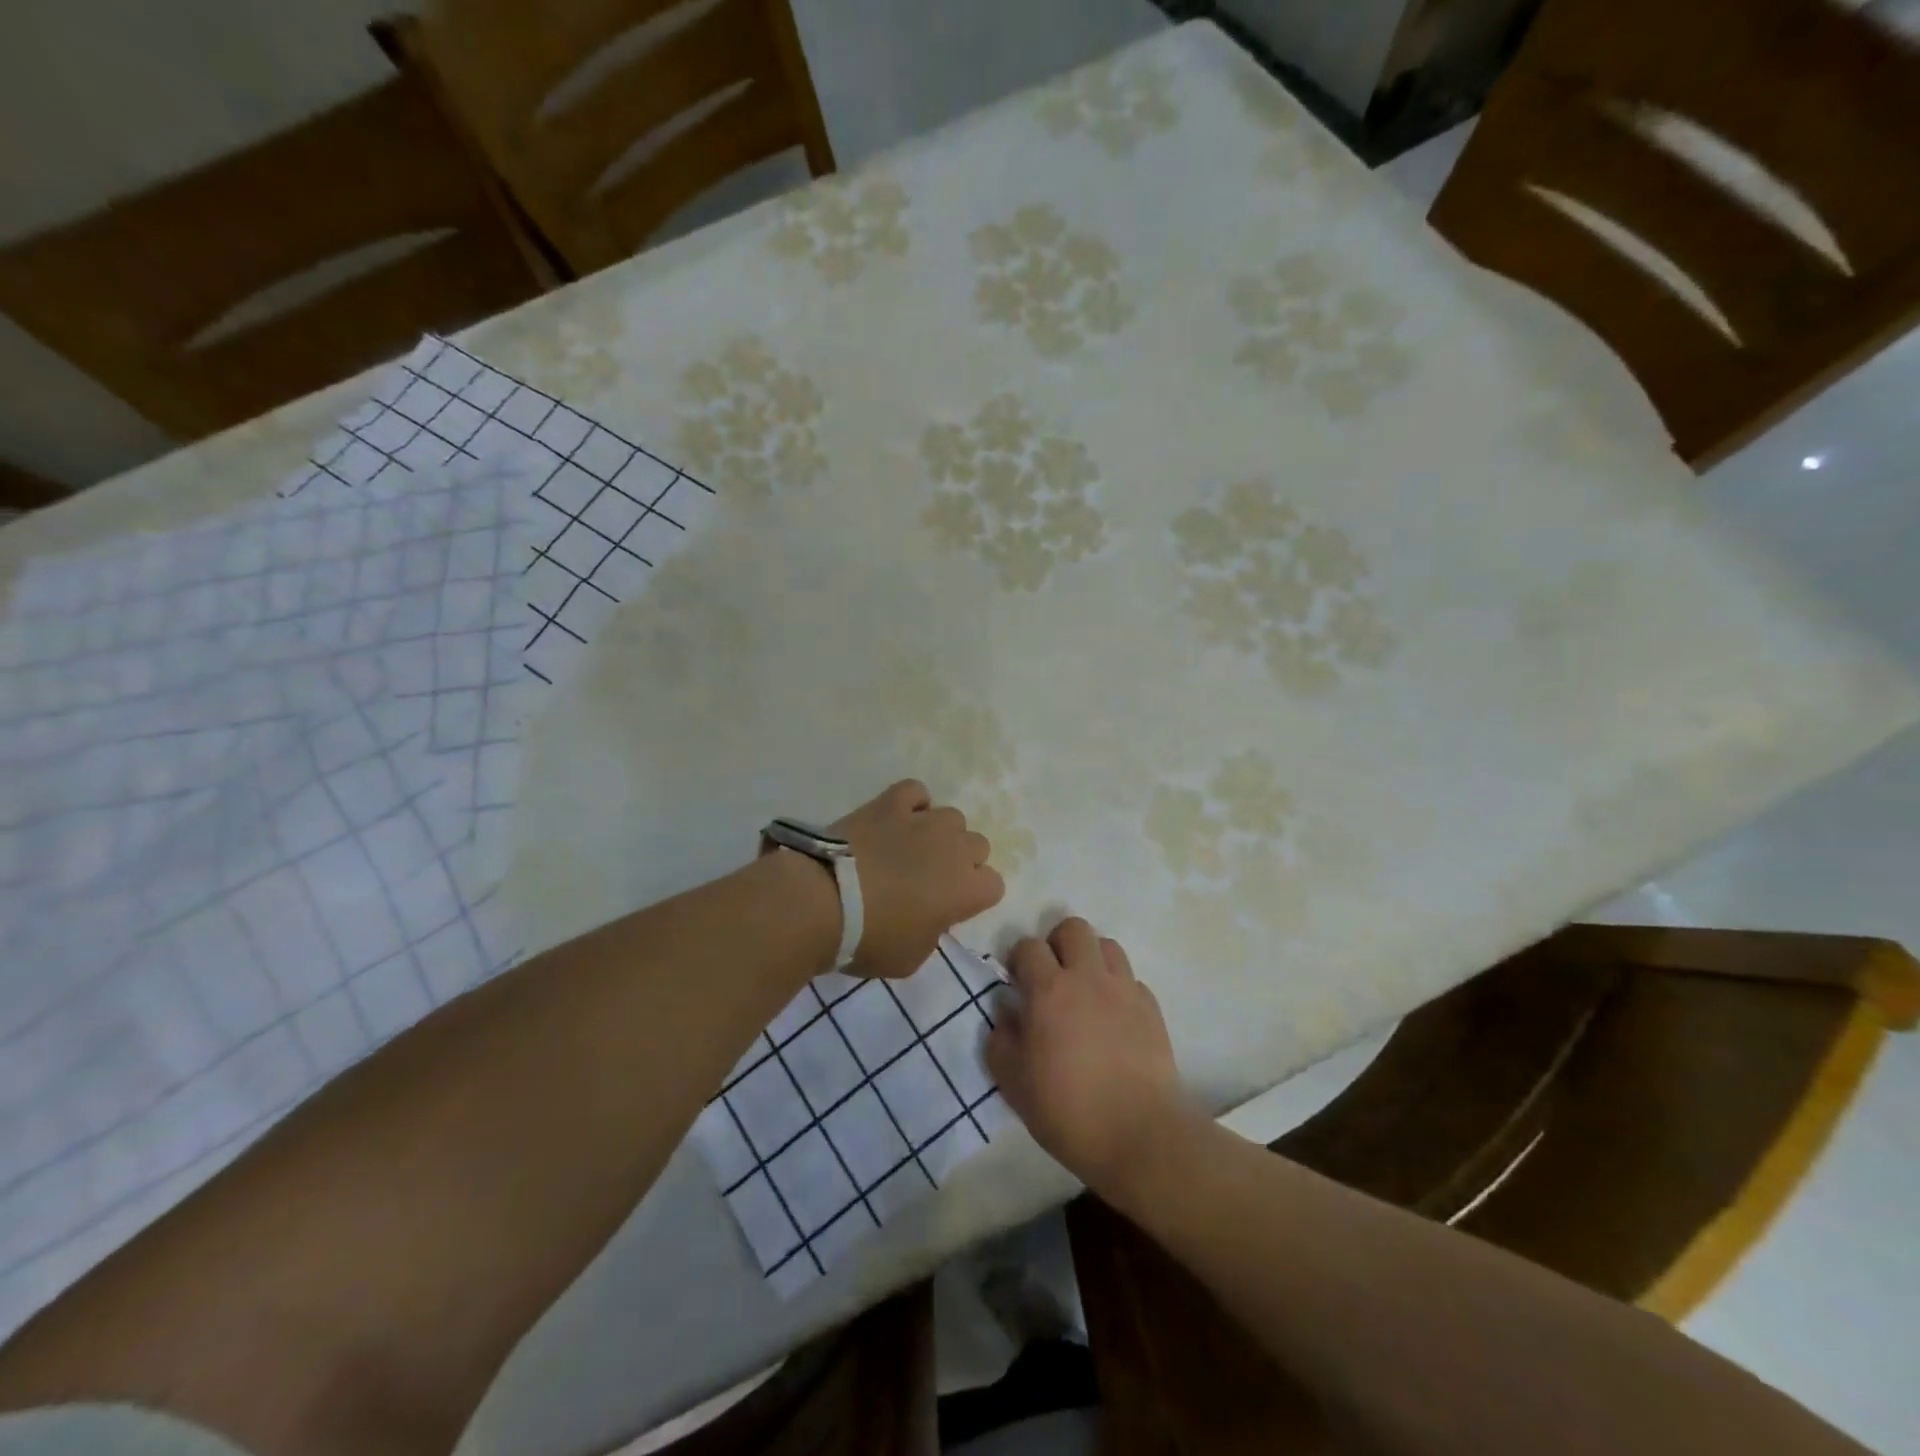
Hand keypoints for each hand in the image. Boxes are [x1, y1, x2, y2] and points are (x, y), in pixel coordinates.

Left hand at [827, 779, 1003, 978]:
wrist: (824, 901)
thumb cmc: (870, 939)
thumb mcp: (911, 957)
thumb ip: (932, 932)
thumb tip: (929, 915)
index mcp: (966, 889)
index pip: (994, 885)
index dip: (975, 896)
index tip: (952, 907)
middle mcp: (954, 848)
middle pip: (978, 845)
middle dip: (961, 860)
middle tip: (931, 878)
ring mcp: (923, 821)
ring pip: (952, 817)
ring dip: (939, 832)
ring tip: (912, 847)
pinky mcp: (891, 803)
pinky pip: (915, 792)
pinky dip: (912, 803)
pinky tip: (897, 818)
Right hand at [986, 918, 1197, 1195]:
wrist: (1139, 1133)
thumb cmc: (1067, 1110)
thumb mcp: (1014, 1083)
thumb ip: (1001, 1041)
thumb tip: (1005, 1014)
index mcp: (1049, 990)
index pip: (1029, 946)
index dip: (1019, 959)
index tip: (1017, 982)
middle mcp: (1087, 977)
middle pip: (1073, 928)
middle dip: (1057, 943)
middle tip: (1052, 976)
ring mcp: (1124, 989)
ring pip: (1107, 945)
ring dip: (1091, 959)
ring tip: (1085, 990)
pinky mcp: (1151, 1007)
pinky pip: (1131, 979)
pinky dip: (1118, 988)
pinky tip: (1113, 1018)